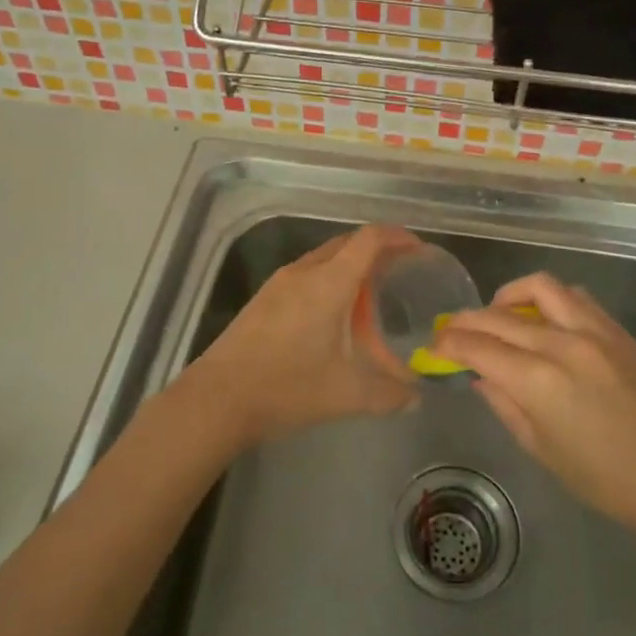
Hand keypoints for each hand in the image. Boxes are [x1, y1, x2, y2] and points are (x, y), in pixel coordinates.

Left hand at [182, 224, 422, 446]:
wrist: (216, 399)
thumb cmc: (286, 388)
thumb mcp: (346, 395)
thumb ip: (388, 394)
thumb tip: (414, 397)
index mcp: (329, 283)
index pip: (369, 239)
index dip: (397, 237)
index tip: (419, 249)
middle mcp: (304, 272)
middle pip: (347, 243)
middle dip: (376, 249)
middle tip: (401, 272)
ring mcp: (279, 283)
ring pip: (323, 258)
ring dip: (349, 264)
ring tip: (371, 292)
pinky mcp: (263, 299)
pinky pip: (305, 274)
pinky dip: (328, 279)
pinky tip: (332, 313)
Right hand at [435, 273, 635, 537]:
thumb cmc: (600, 477)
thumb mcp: (539, 447)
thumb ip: (504, 403)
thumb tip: (480, 375)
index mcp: (537, 381)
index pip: (477, 347)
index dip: (449, 343)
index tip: (435, 345)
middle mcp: (561, 344)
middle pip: (499, 316)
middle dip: (468, 320)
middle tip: (454, 330)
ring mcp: (593, 331)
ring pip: (540, 288)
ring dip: (510, 296)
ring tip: (500, 314)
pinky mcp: (616, 330)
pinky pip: (575, 297)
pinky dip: (550, 300)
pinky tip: (544, 319)